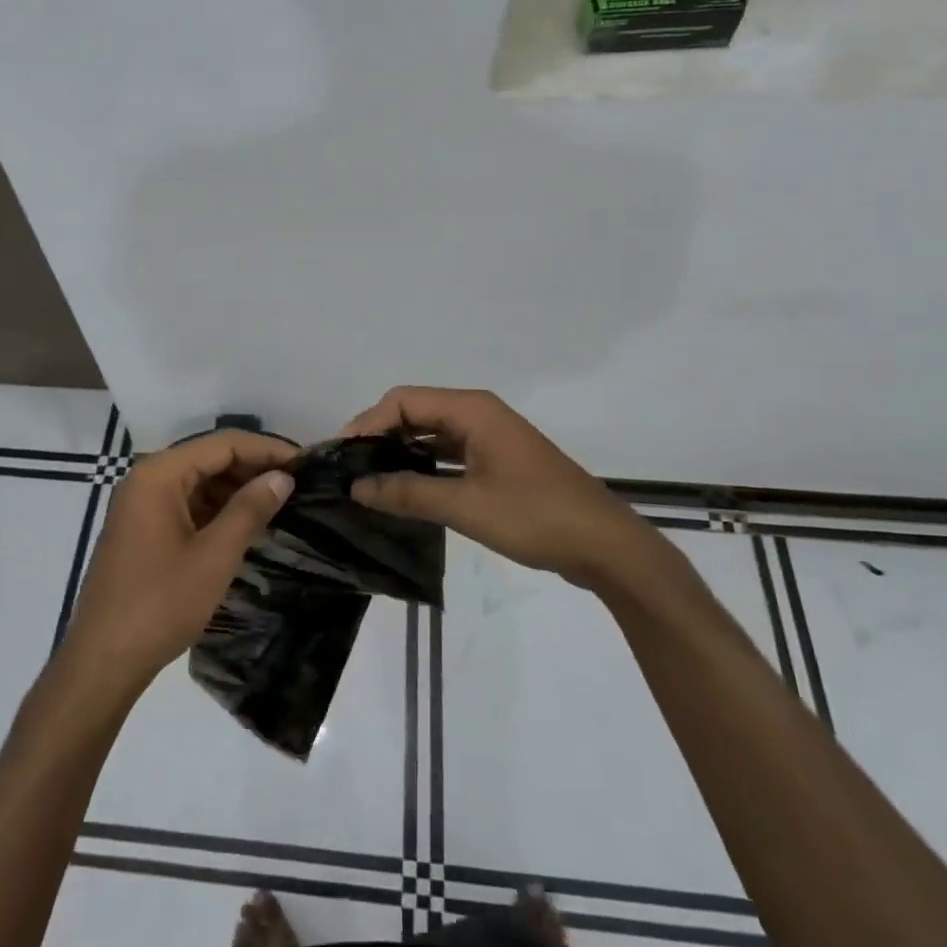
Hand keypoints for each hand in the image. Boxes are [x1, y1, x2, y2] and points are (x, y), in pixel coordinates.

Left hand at [59, 429, 295, 698]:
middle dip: (253, 468)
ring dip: (237, 490)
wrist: (103, 660)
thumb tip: (283, 477)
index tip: (306, 463)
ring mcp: (141, 506)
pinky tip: (247, 525)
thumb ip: (250, 510)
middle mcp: (146, 480)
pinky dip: (217, 510)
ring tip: (280, 504)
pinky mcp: (142, 531)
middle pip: (209, 459)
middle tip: (298, 484)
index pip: (222, 444)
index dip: (266, 449)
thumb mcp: (214, 556)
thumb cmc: (161, 604)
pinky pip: (187, 505)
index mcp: (159, 475)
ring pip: (199, 483)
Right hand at [344, 386, 649, 590]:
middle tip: (349, 470)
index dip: (367, 423)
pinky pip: (449, 453)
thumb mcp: (466, 506)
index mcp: (473, 410)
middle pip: (415, 412)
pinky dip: (424, 466)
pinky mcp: (498, 461)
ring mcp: (490, 438)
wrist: (604, 545)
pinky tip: (404, 489)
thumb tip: (357, 488)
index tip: (341, 457)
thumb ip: (408, 493)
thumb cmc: (535, 517)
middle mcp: (479, 414)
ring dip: (401, 452)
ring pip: (431, 433)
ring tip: (368, 480)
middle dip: (379, 436)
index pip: (403, 401)